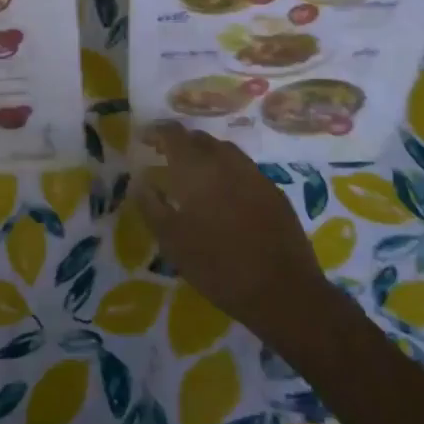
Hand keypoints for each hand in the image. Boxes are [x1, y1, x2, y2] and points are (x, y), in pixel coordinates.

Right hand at [131, 122, 329, 340]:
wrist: (283, 291)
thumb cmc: (217, 266)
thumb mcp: (172, 241)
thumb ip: (151, 205)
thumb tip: (139, 180)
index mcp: (197, 168)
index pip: (172, 134)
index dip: (156, 132)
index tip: (143, 139)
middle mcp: (226, 161)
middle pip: (200, 138)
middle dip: (181, 143)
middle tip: (166, 159)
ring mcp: (254, 174)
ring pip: (224, 151)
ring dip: (206, 155)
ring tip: (194, 175)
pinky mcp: (274, 191)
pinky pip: (244, 169)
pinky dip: (228, 172)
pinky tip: (225, 195)